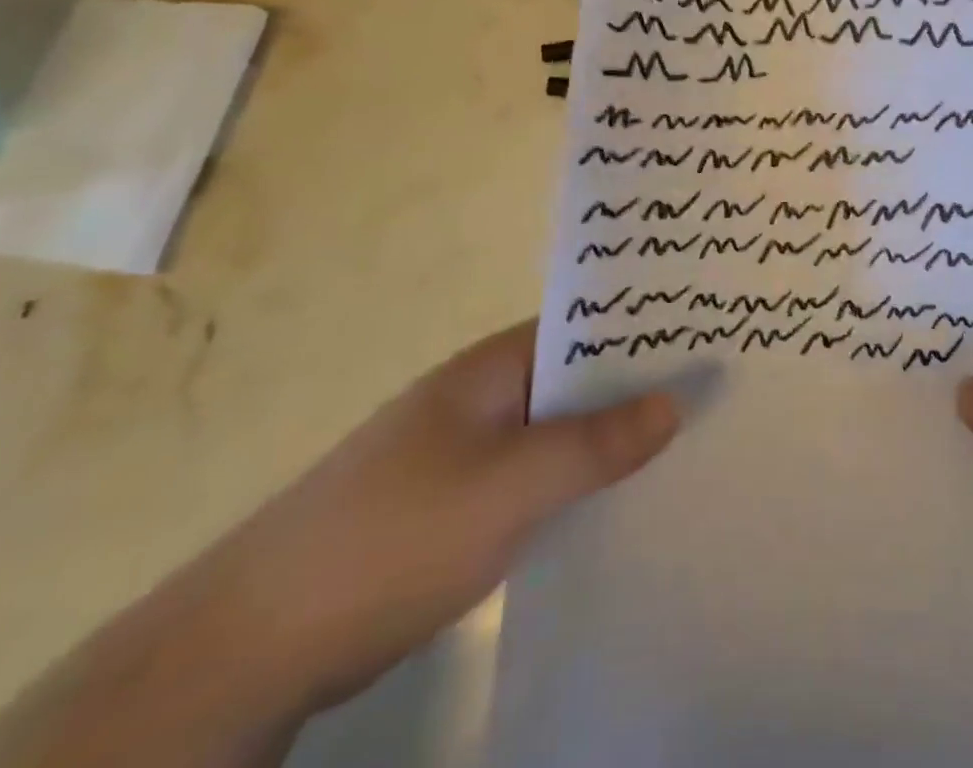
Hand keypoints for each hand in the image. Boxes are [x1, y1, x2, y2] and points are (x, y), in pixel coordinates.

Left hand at [193, 319, 678, 714]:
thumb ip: (596, 443)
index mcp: (493, 367)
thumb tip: (678, 399)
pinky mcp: (457, 504)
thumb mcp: (510, 486)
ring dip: (609, 439)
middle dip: (638, 388)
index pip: (586, 328)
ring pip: (558, 432)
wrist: (255, 643)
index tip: (709, 344)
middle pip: (577, 380)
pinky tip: (618, 504)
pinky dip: (576, 482)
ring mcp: (468, 451)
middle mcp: (484, 396)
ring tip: (686, 447)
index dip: (645, 333)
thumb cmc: (395, 535)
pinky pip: (536, 476)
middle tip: (716, 398)